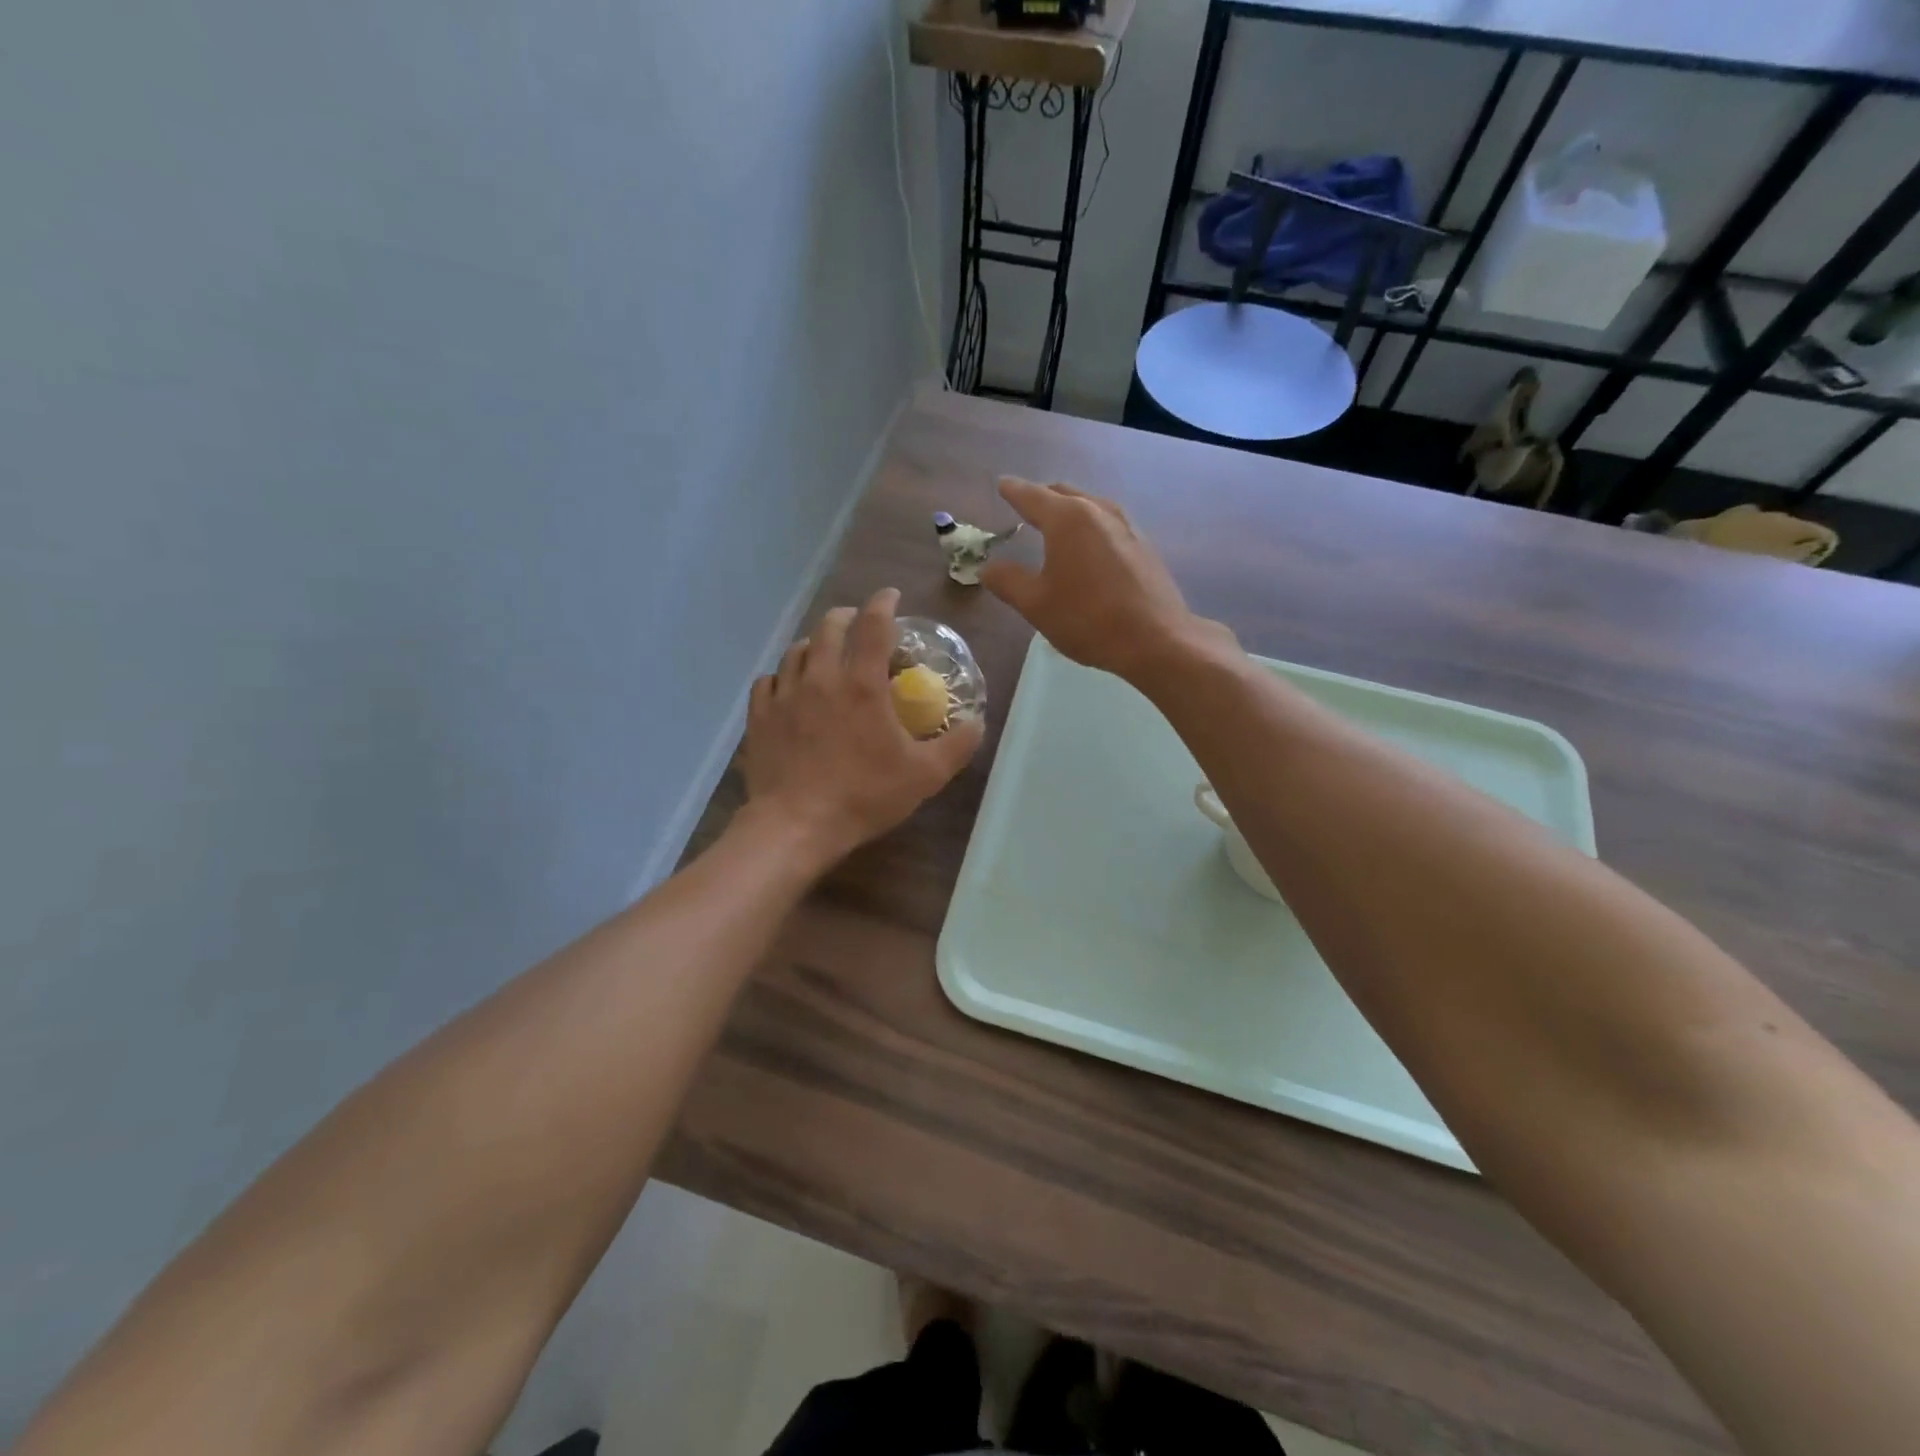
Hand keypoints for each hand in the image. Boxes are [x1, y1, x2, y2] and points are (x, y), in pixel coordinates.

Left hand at [742, 588, 984, 867]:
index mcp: (861, 683)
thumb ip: (957, 745)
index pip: (874, 624)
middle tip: (860, 625)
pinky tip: (789, 688)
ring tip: (825, 654)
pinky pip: (768, 680)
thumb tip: (978, 722)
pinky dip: (783, 676)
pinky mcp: (760, 716)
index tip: (892, 597)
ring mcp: (784, 695)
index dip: (884, 603)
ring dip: (815, 644)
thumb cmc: (864, 796)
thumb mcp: (924, 775)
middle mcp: (820, 677)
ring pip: (796, 650)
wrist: (795, 825)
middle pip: (829, 626)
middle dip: (848, 617)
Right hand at [979, 478, 1218, 681]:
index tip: (1001, 485)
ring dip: (1069, 510)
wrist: (1156, 638)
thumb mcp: (1036, 604)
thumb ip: (1008, 581)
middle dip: (1041, 497)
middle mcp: (1098, 511)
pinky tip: (1088, 548)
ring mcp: (1126, 526)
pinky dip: (1089, 527)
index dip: (1012, 491)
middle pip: (1063, 494)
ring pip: (1089, 506)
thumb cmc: (1088, 619)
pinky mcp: (1144, 545)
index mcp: (1067, 519)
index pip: (1031, 495)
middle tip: (1025, 505)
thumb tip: (987, 568)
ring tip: (1056, 525)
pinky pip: (1107, 524)